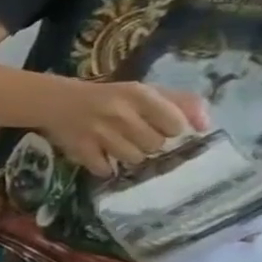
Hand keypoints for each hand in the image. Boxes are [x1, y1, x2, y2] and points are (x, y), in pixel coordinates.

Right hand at [38, 80, 210, 174]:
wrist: (55, 102)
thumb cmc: (108, 98)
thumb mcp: (144, 92)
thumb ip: (181, 103)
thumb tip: (206, 126)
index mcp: (139, 95)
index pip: (175, 124)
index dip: (170, 129)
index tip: (158, 126)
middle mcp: (120, 113)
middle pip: (155, 144)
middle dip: (148, 143)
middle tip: (135, 136)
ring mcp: (98, 133)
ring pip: (134, 158)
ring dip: (129, 155)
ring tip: (119, 146)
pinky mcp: (79, 149)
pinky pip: (104, 169)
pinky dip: (105, 167)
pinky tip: (101, 157)